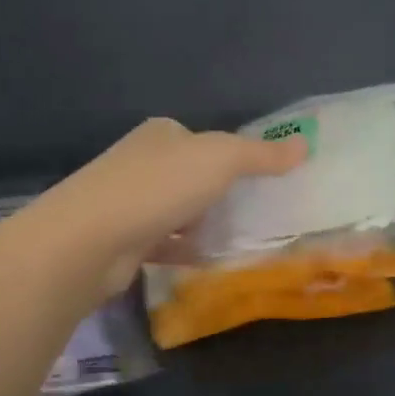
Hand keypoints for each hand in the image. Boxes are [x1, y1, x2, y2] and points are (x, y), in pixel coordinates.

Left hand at [29, 117, 306, 298]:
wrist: (89, 240)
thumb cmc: (158, 186)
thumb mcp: (220, 159)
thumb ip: (261, 154)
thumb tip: (304, 144)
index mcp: (162, 134)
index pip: (203, 139)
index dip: (233, 156)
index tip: (263, 180)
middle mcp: (142, 162)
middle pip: (191, 175)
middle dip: (220, 193)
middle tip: (259, 213)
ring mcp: (128, 202)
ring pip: (178, 211)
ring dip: (203, 223)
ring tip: (242, 239)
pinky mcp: (123, 241)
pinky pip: (165, 244)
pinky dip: (186, 251)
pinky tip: (209, 261)